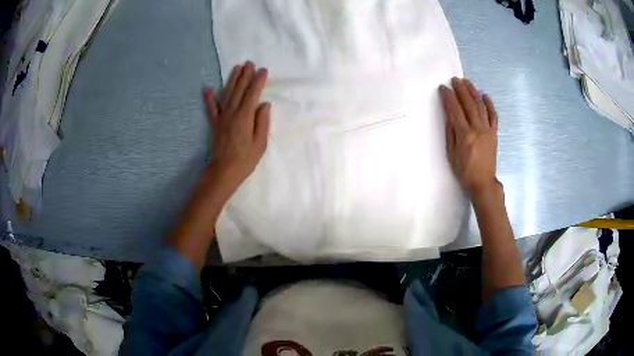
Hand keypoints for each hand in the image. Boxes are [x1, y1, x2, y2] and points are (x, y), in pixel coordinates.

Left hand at [204, 61, 270, 194]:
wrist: (223, 172)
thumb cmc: (245, 160)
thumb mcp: (260, 144)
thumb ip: (262, 122)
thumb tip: (263, 104)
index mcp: (245, 117)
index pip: (253, 94)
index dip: (258, 81)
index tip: (263, 70)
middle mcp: (232, 113)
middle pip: (239, 90)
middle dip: (245, 75)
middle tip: (250, 63)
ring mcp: (221, 117)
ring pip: (227, 94)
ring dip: (232, 80)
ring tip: (237, 68)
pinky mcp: (214, 123)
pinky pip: (211, 108)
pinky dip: (209, 98)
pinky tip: (208, 89)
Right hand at [440, 77, 498, 194]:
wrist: (483, 182)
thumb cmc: (464, 171)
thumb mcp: (451, 154)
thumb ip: (450, 133)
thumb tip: (449, 115)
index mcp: (465, 135)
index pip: (455, 110)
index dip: (448, 97)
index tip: (443, 88)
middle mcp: (477, 129)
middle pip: (468, 104)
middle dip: (461, 90)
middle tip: (454, 79)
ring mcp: (487, 130)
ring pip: (480, 106)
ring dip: (473, 92)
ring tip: (467, 82)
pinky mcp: (494, 133)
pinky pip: (493, 116)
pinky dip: (490, 105)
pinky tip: (485, 95)